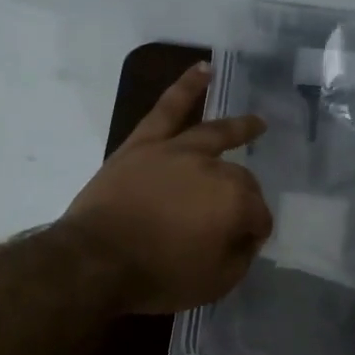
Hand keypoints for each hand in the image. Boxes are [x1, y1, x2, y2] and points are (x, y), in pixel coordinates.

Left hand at [63, 62, 273, 312]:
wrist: (96, 261)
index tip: (241, 247)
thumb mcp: (214, 283)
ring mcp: (177, 150)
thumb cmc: (157, 275)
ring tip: (255, 122)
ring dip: (238, 127)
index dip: (253, 233)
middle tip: (234, 219)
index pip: (258, 215)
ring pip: (214, 132)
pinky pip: (168, 108)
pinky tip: (203, 70)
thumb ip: (240, 257)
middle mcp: (213, 168)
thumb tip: (246, 237)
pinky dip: (186, 87)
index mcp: (234, 202)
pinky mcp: (144, 143)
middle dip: (245, 199)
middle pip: (240, 179)